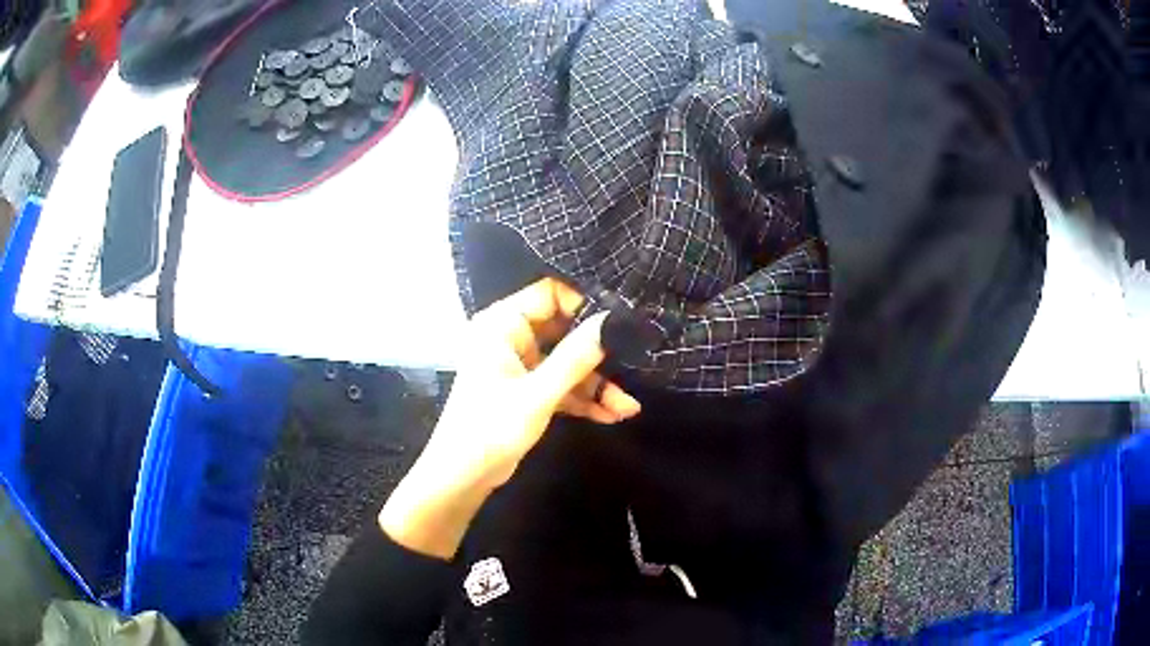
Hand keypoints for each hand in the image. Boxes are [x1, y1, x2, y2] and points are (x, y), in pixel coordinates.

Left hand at [379, 278, 641, 558]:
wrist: (463, 477)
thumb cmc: (490, 429)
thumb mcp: (538, 395)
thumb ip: (575, 358)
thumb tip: (611, 322)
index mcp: (502, 325)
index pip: (549, 294)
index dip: (584, 303)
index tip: (618, 320)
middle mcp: (512, 338)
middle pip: (565, 330)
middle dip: (598, 354)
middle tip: (635, 361)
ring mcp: (522, 366)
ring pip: (568, 363)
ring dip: (597, 385)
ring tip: (627, 407)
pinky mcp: (529, 391)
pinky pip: (563, 385)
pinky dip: (584, 399)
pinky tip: (613, 415)